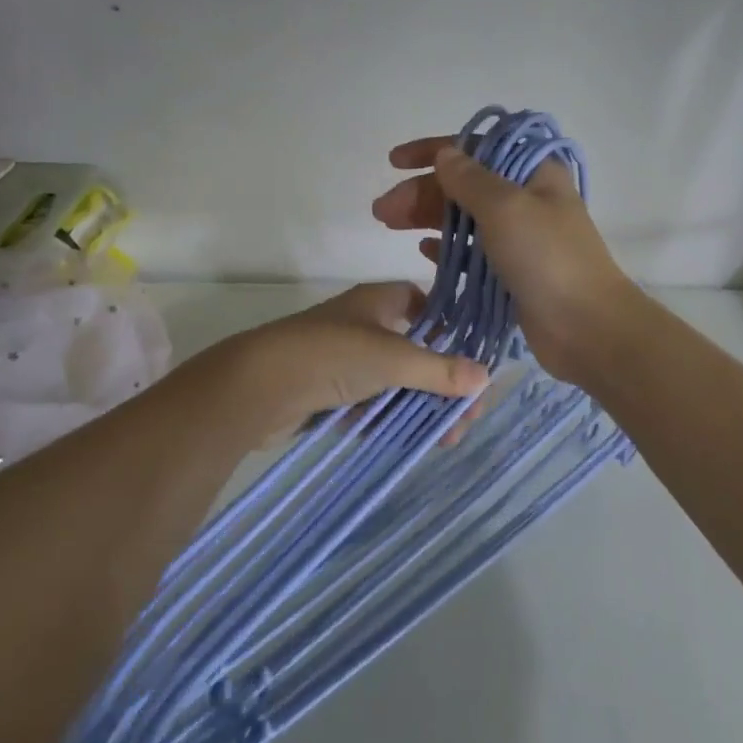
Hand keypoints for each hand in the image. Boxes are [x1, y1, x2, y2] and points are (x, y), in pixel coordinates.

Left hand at [209, 282, 489, 437]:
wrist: (256, 387)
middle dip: (441, 384)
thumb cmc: (331, 355)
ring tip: (443, 439)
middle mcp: (362, 325)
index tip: (471, 357)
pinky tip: (408, 440)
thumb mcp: (392, 359)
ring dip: (419, 407)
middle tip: (464, 418)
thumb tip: (486, 377)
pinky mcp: (328, 391)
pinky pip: (369, 403)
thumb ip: (439, 370)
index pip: (422, 303)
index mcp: (377, 301)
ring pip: (393, 381)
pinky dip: (388, 419)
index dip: (448, 326)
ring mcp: (344, 359)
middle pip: (414, 350)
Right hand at [372, 137, 640, 384]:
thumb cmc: (547, 259)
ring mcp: (520, 237)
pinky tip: (423, 252)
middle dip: (422, 191)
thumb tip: (446, 154)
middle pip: (464, 185)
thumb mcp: (505, 208)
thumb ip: (470, 179)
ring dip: (427, 218)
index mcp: (533, 172)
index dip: (433, 150)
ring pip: (465, 218)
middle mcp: (526, 199)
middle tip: (382, 211)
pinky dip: (448, 248)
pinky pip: (472, 252)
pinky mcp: (513, 271)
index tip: (394, 161)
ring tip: (389, 226)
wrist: (587, 328)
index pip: (476, 148)